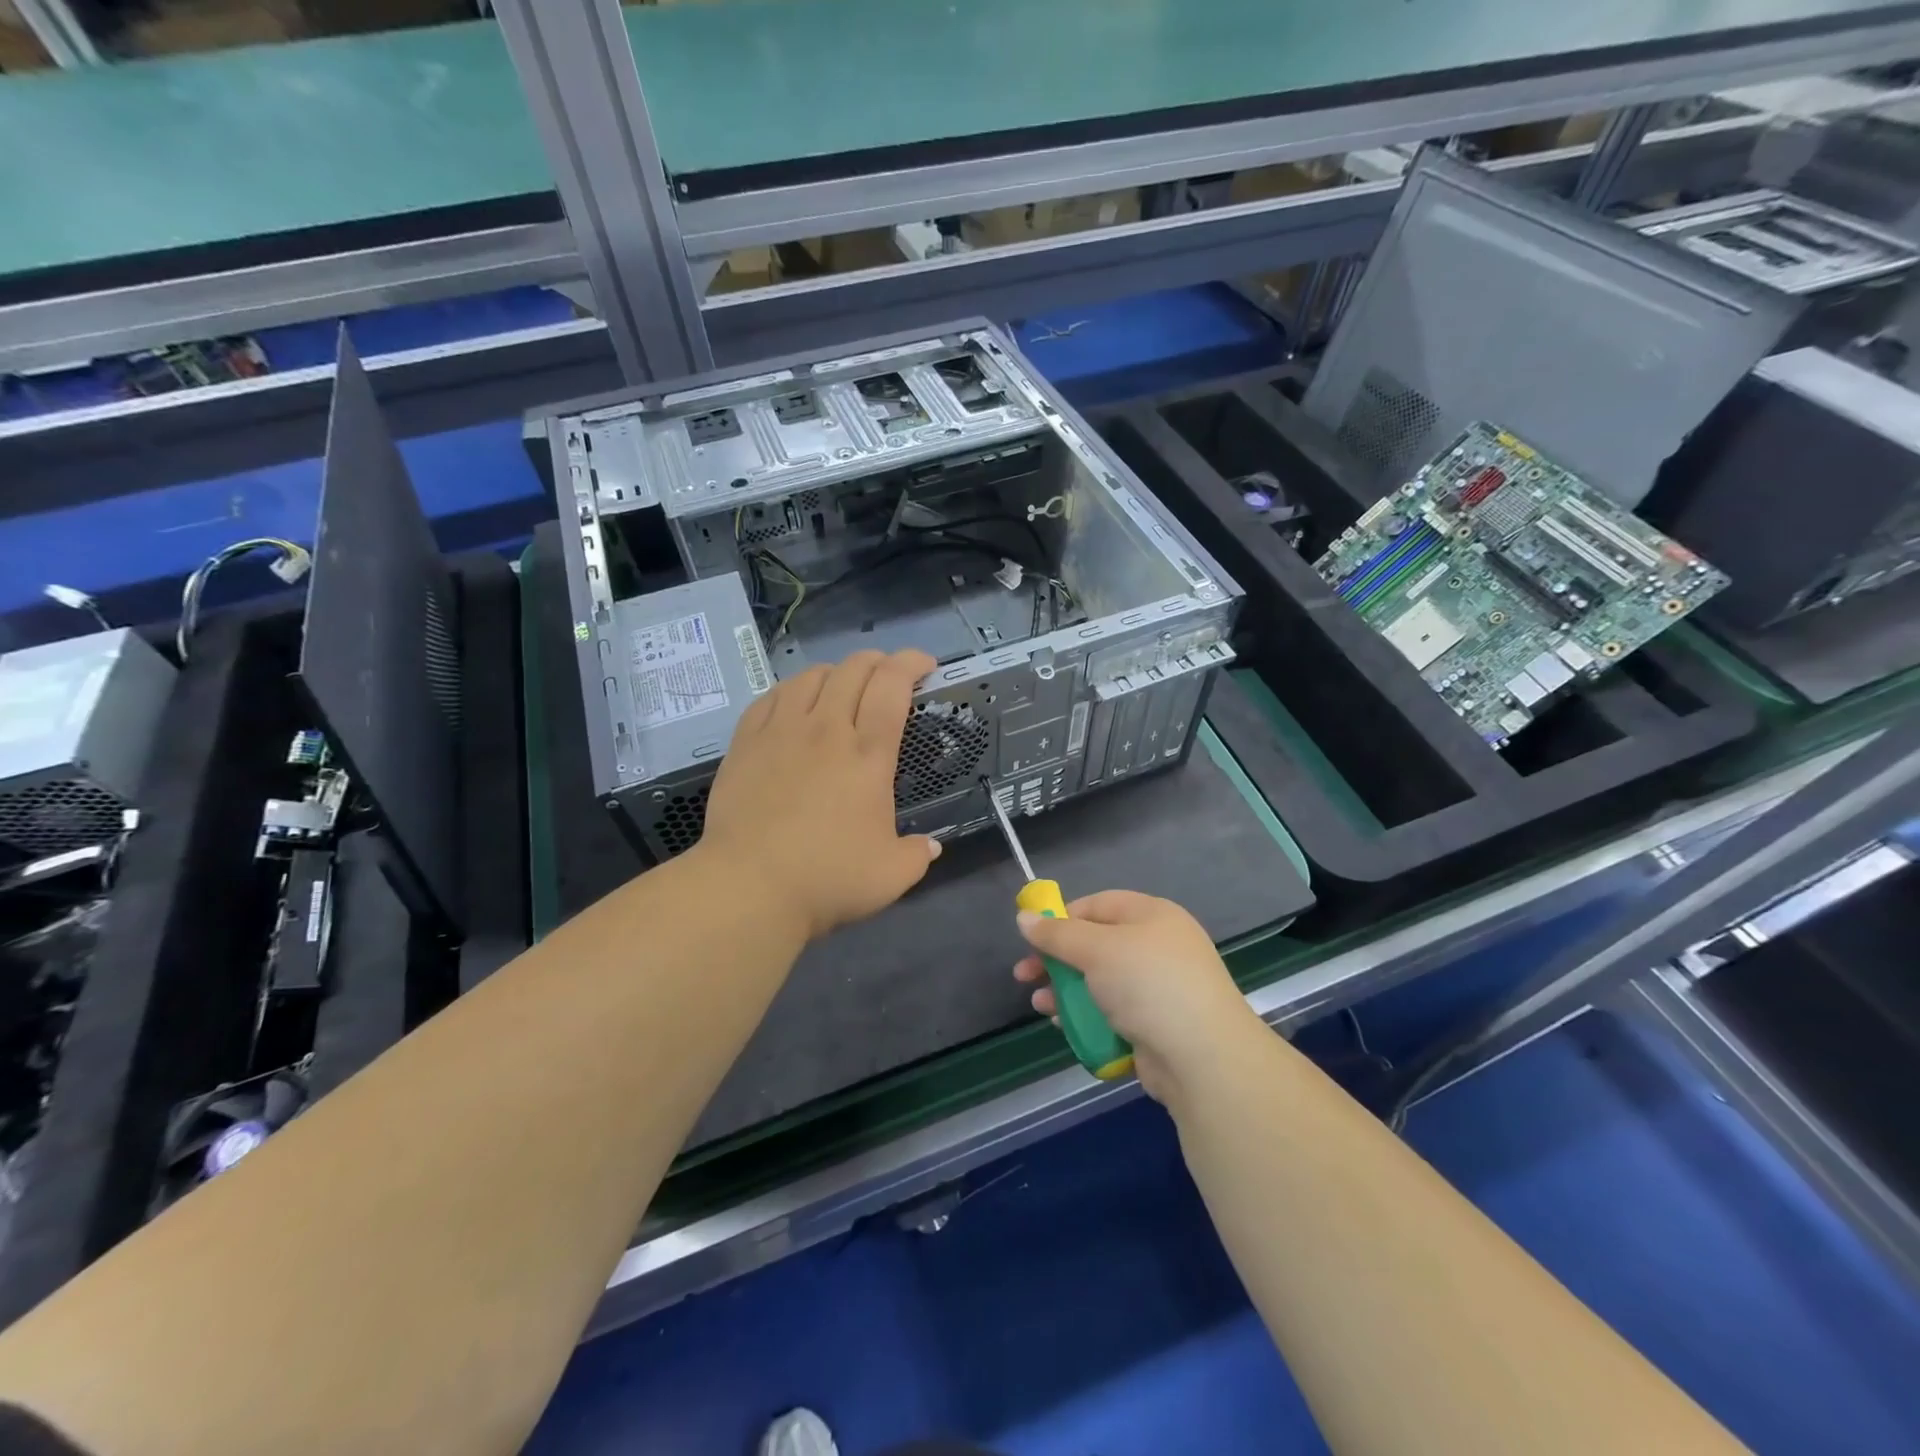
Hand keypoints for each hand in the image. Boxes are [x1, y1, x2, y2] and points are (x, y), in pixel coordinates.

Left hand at [698, 649, 941, 940]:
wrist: (750, 886)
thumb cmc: (828, 878)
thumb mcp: (891, 875)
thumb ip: (917, 854)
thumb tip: (930, 846)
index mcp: (868, 755)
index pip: (892, 686)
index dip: (911, 663)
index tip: (925, 665)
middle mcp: (826, 730)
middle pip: (853, 670)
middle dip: (878, 661)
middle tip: (888, 674)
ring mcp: (781, 732)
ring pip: (810, 676)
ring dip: (835, 672)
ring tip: (842, 685)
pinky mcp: (745, 743)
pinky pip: (771, 697)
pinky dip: (792, 690)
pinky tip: (794, 702)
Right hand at [1014, 891, 1263, 1104]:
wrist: (1204, 1058)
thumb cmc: (1148, 985)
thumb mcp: (1096, 949)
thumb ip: (1056, 934)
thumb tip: (1023, 916)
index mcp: (1152, 915)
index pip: (1097, 905)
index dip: (1062, 919)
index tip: (1032, 939)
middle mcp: (1158, 946)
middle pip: (1096, 945)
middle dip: (1057, 961)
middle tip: (1025, 976)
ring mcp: (1161, 988)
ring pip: (1101, 982)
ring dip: (1067, 992)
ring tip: (1039, 1007)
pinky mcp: (1158, 1025)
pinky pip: (1115, 1013)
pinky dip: (1089, 1017)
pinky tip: (1065, 1028)